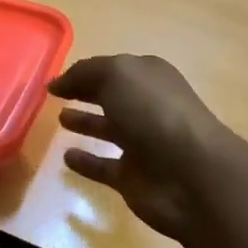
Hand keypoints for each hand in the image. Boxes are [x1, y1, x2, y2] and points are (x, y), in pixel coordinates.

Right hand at [48, 55, 234, 240]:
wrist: (191, 174)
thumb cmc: (155, 113)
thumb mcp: (118, 76)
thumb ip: (86, 73)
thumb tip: (59, 82)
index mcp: (150, 78)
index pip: (115, 69)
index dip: (86, 72)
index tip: (56, 79)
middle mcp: (148, 108)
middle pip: (113, 97)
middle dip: (88, 93)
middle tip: (56, 96)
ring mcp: (143, 145)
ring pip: (110, 130)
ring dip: (87, 124)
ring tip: (60, 120)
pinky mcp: (134, 178)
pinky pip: (104, 167)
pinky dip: (87, 163)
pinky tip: (66, 158)